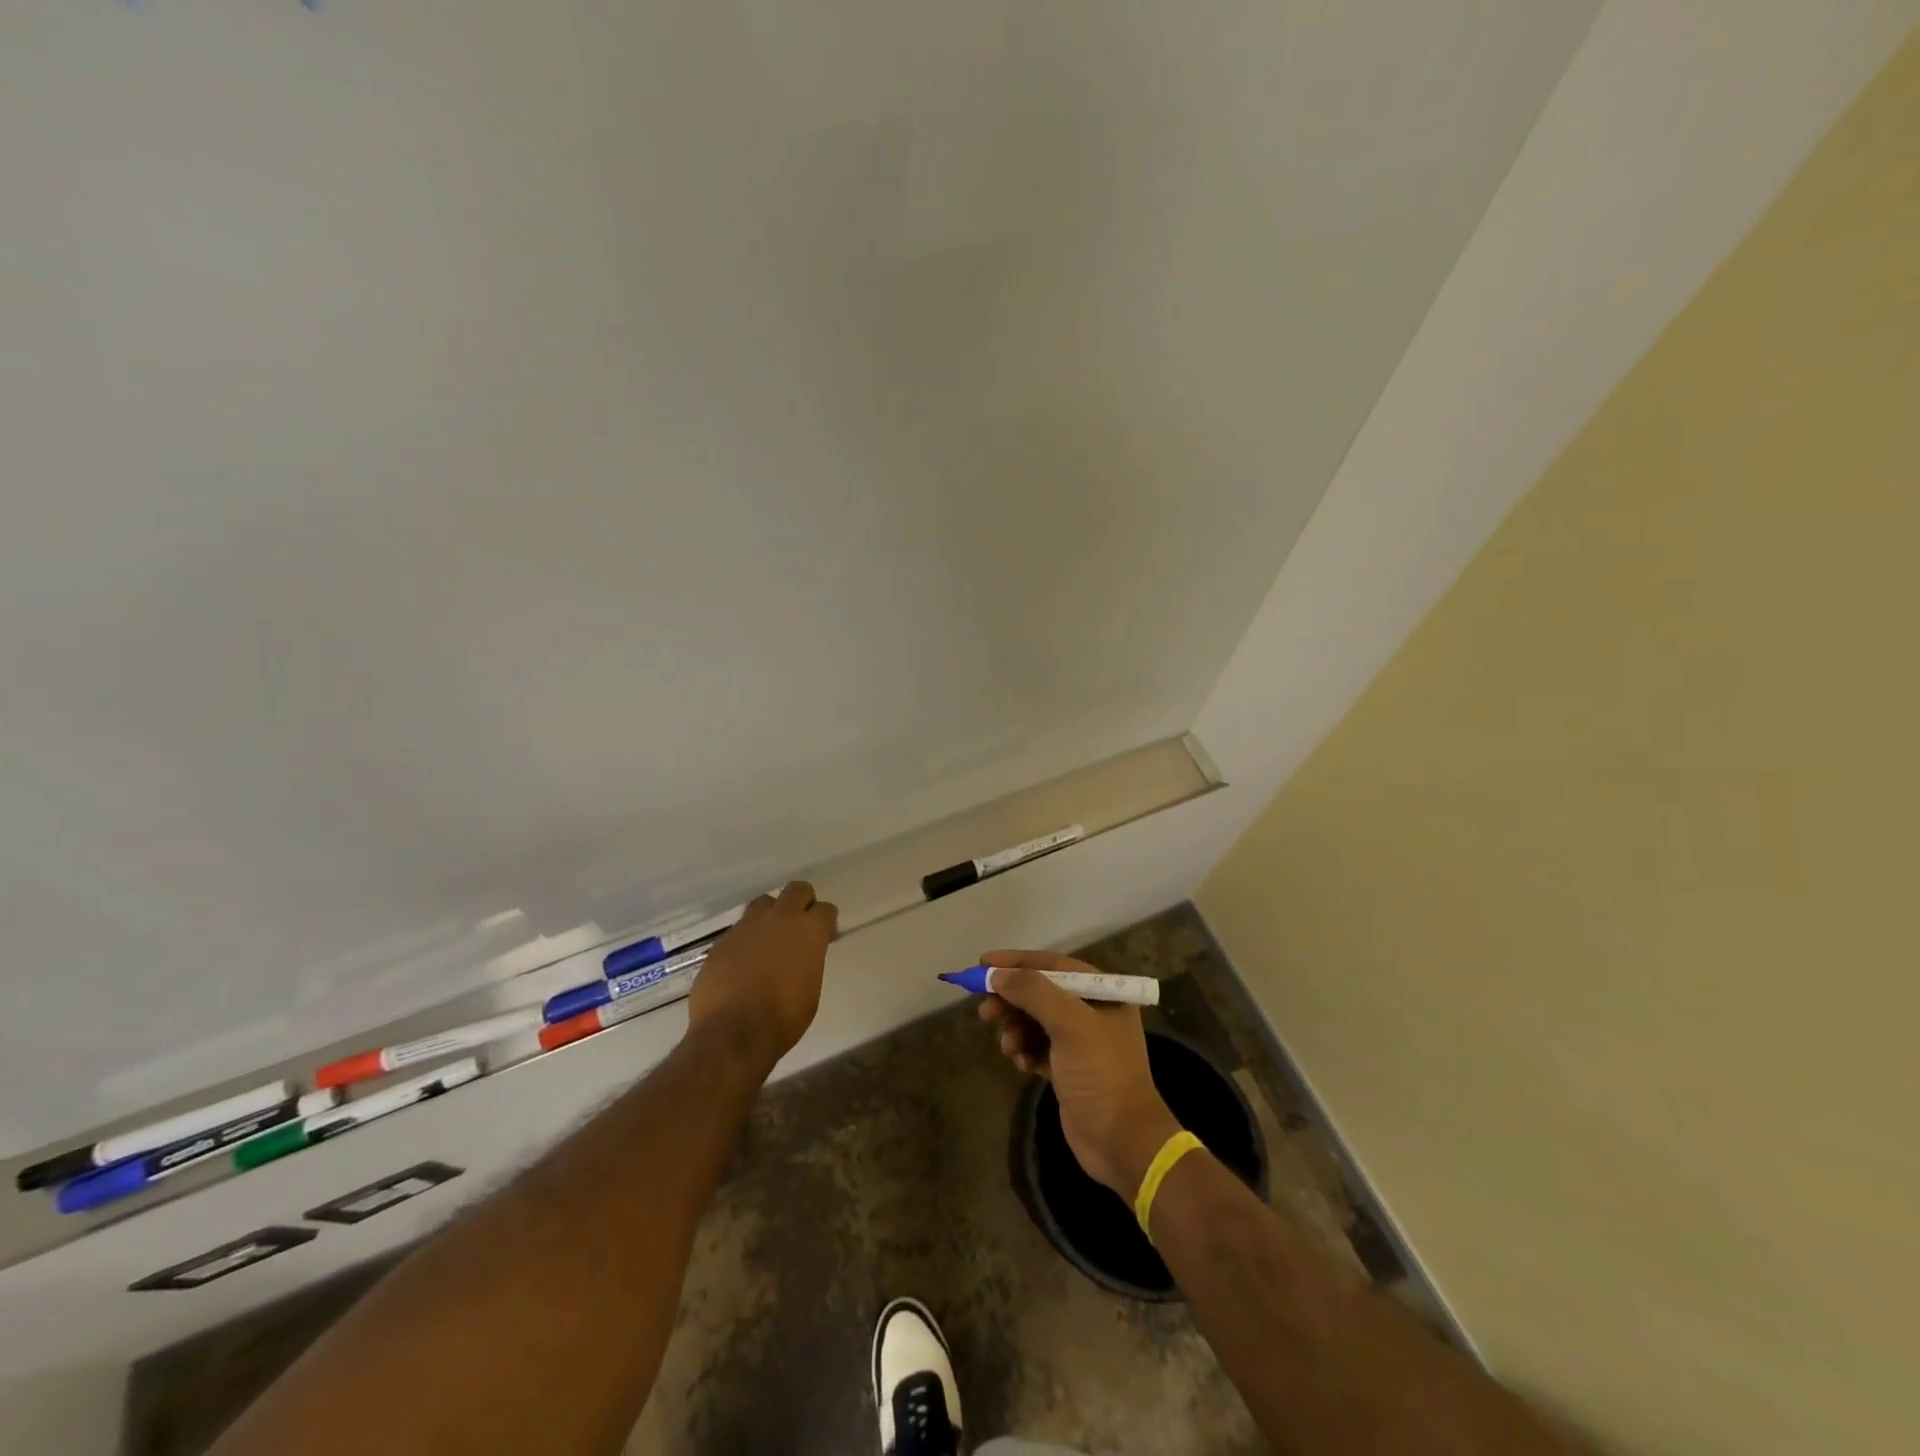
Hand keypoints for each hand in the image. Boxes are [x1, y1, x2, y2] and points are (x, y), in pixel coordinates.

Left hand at [688, 882, 836, 1072]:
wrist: (733, 1032)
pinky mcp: (723, 940)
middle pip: (797, 890)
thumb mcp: (810, 990)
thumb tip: (800, 957)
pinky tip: (743, 963)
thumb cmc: (783, 1018)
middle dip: (802, 902)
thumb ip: (809, 962)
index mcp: (809, 931)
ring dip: (770, 916)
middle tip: (799, 926)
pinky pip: (739, 930)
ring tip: (768, 941)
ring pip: (764, 903)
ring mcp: (748, 926)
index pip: (826, 910)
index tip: (823, 937)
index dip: (825, 923)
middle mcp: (780, 919)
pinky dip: (745, 940)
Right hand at [978, 950, 1180, 1197]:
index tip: (982, 964)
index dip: (1016, 962)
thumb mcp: (1069, 1024)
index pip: (1052, 964)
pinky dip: (1024, 1050)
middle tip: (985, 1012)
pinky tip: (1020, 1063)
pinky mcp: (1069, 1068)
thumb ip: (1033, 992)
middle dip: (1011, 1000)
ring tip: (1008, 1047)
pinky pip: (1037, 1047)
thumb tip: (997, 974)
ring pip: (1035, 1021)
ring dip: (1016, 1029)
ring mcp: (1080, 1042)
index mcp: (1102, 992)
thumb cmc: (1100, 1073)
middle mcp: (1092, 1011)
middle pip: (1040, 992)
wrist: (1121, 1141)